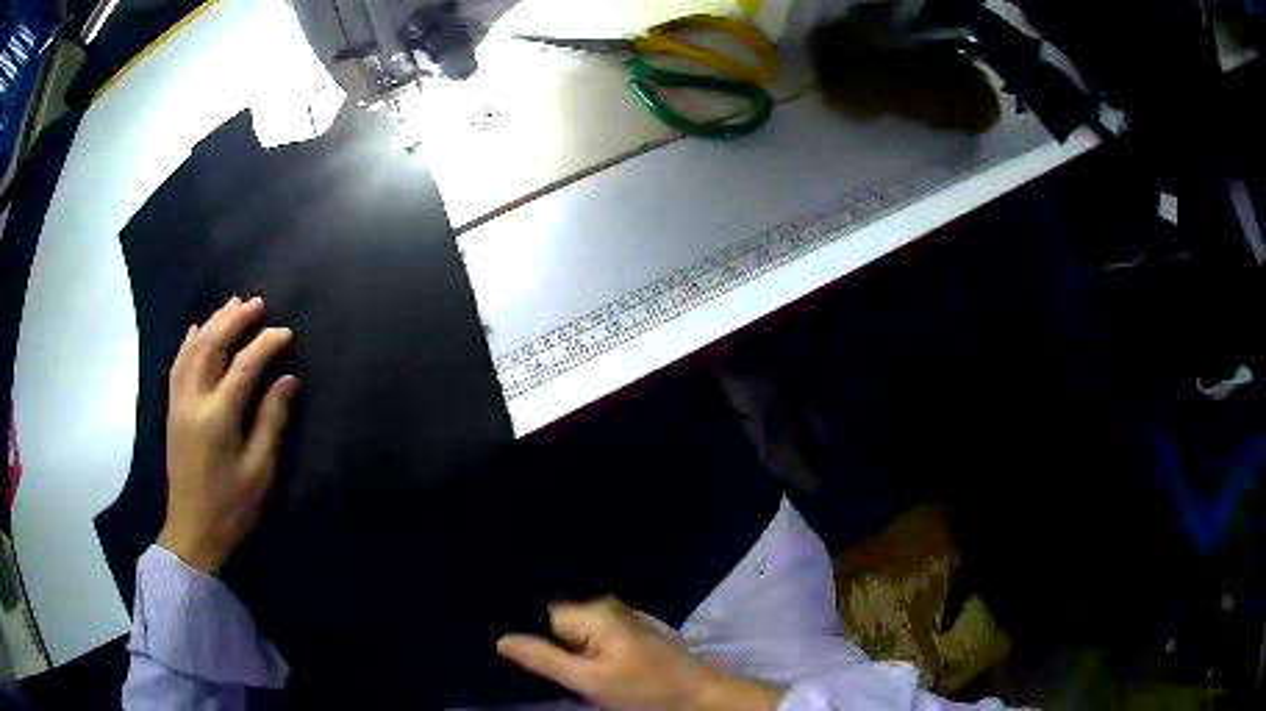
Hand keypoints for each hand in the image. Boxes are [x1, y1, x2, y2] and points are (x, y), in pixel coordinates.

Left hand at [159, 296, 299, 574]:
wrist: (192, 530)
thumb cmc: (231, 507)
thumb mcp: (259, 472)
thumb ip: (272, 422)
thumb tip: (288, 380)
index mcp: (218, 417)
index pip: (243, 366)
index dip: (265, 345)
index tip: (285, 332)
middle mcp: (194, 400)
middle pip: (212, 346)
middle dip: (235, 320)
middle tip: (257, 303)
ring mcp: (179, 403)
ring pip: (193, 349)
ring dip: (213, 323)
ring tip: (232, 305)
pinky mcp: (172, 410)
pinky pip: (178, 364)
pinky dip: (188, 342)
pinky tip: (196, 329)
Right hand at [497, 597, 782, 710]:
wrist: (701, 696)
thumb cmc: (647, 691)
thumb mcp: (590, 682)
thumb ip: (544, 659)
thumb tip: (501, 639)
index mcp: (594, 610)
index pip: (542, 612)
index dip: (528, 631)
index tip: (510, 642)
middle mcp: (608, 603)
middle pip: (559, 618)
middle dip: (547, 637)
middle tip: (536, 660)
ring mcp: (624, 614)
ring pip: (578, 626)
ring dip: (567, 644)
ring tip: (561, 662)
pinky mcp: (635, 628)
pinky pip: (596, 631)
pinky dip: (587, 645)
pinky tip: (587, 660)